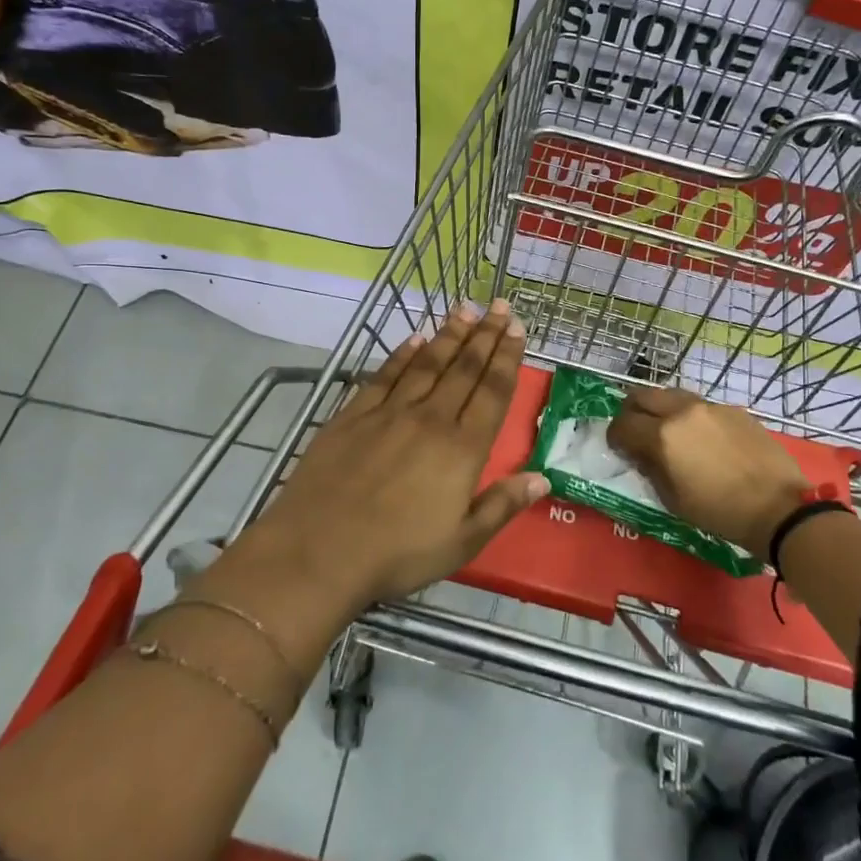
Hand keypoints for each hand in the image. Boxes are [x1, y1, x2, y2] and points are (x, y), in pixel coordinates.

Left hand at [252, 300, 547, 605]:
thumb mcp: (461, 543)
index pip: (492, 391)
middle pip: (464, 368)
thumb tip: (542, 477)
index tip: (517, 328)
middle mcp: (430, 419)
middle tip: (500, 306)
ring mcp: (389, 413)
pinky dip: (402, 354)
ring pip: (427, 364)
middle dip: (485, 334)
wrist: (318, 552)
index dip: (507, 357)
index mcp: (462, 449)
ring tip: (465, 309)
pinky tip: (414, 340)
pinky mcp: (353, 415)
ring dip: (449, 335)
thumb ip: (502, 506)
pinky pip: (384, 376)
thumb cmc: (397, 554)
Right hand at [608, 386, 806, 558]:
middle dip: (632, 412)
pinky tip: (702, 438)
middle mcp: (682, 412)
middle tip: (635, 430)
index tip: (618, 448)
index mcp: (662, 436)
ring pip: (672, 395)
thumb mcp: (672, 499)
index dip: (614, 436)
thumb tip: (641, 453)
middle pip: (642, 396)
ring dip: (661, 409)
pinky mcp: (733, 410)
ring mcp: (710, 407)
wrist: (778, 507)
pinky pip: (700, 406)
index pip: (623, 424)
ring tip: (668, 430)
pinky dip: (690, 416)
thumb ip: (650, 469)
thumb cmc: (719, 511)